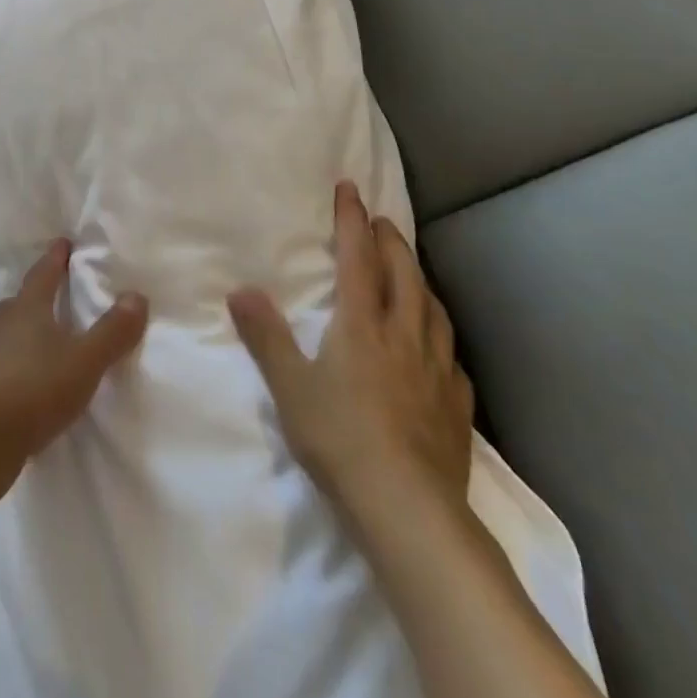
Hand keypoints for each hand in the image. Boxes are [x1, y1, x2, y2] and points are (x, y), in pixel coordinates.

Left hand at [0, 240, 148, 506]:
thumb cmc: (34, 386)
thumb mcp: (85, 360)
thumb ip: (112, 332)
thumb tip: (136, 296)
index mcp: (28, 309)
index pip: (43, 274)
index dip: (55, 258)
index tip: (63, 241)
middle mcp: (5, 326)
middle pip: (19, 302)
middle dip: (34, 294)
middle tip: (50, 290)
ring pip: (9, 333)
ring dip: (24, 331)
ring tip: (43, 337)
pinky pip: (6, 366)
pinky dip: (20, 365)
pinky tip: (33, 381)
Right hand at [229, 182, 473, 534]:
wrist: (409, 509)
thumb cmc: (340, 439)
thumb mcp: (290, 387)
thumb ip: (266, 336)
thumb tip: (240, 290)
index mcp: (362, 324)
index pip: (358, 257)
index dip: (353, 220)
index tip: (350, 188)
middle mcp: (404, 334)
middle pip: (404, 274)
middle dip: (391, 240)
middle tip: (382, 220)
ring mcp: (436, 369)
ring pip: (433, 308)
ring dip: (420, 279)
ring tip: (412, 270)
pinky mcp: (456, 404)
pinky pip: (452, 354)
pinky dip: (441, 333)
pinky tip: (439, 346)